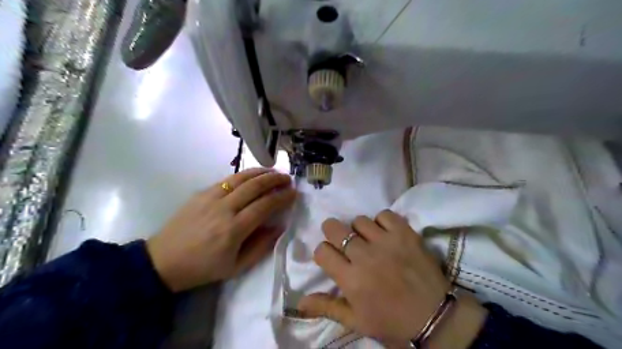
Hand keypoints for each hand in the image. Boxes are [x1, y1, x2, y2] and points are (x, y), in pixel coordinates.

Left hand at [148, 168, 296, 291]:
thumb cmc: (203, 268)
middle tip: (288, 178)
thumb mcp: (236, 267)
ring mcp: (211, 198)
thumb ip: (261, 246)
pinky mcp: (201, 193)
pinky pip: (228, 179)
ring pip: (241, 178)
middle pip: (255, 186)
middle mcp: (224, 209)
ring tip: (274, 172)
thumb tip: (280, 227)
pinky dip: (244, 174)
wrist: (163, 261)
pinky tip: (252, 175)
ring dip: (261, 172)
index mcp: (234, 230)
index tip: (294, 193)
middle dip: (275, 179)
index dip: (282, 197)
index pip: (265, 206)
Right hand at [296, 209, 484, 348]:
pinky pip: (384, 215)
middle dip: (333, 232)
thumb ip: (327, 307)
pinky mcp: (405, 233)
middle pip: (335, 228)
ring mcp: (386, 242)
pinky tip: (385, 233)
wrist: (435, 317)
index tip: (331, 258)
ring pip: (359, 220)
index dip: (323, 252)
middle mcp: (364, 256)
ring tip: (368, 240)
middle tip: (342, 241)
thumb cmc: (392, 322)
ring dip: (358, 229)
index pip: (322, 250)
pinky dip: (381, 221)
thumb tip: (299, 302)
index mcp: (350, 279)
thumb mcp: (356, 321)